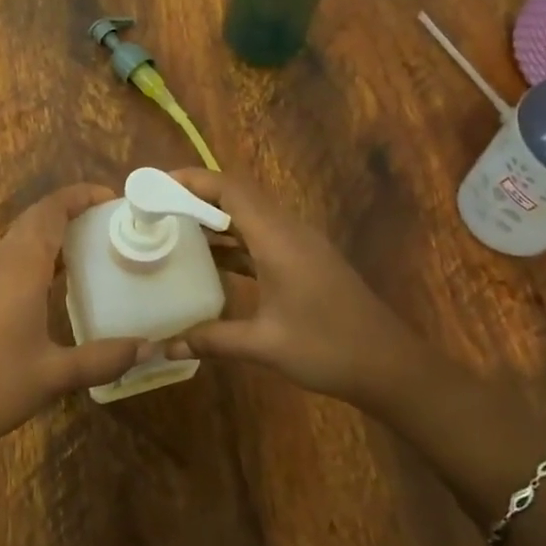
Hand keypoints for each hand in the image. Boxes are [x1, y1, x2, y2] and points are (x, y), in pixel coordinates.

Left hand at [0, 184, 148, 450]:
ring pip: (19, 238)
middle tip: (108, 222)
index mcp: (20, 269)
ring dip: (51, 232)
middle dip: (70, 210)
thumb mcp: (55, 375)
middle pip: (34, 219)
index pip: (50, 212)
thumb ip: (103, 358)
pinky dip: (36, 255)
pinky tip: (54, 284)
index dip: (79, 196)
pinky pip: (9, 259)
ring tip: (89, 247)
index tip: (111, 198)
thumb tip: (149, 348)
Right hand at [162, 169, 419, 407]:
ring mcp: (299, 245)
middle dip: (196, 195)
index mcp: (278, 239)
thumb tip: (164, 346)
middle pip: (238, 196)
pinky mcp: (305, 260)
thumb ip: (212, 340)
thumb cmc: (328, 348)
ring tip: (173, 228)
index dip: (192, 180)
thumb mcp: (264, 345)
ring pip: (250, 216)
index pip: (230, 189)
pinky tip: (210, 260)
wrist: (390, 365)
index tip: (156, 185)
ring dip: (214, 218)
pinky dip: (233, 240)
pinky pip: (261, 236)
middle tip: (156, 207)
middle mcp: (288, 231)